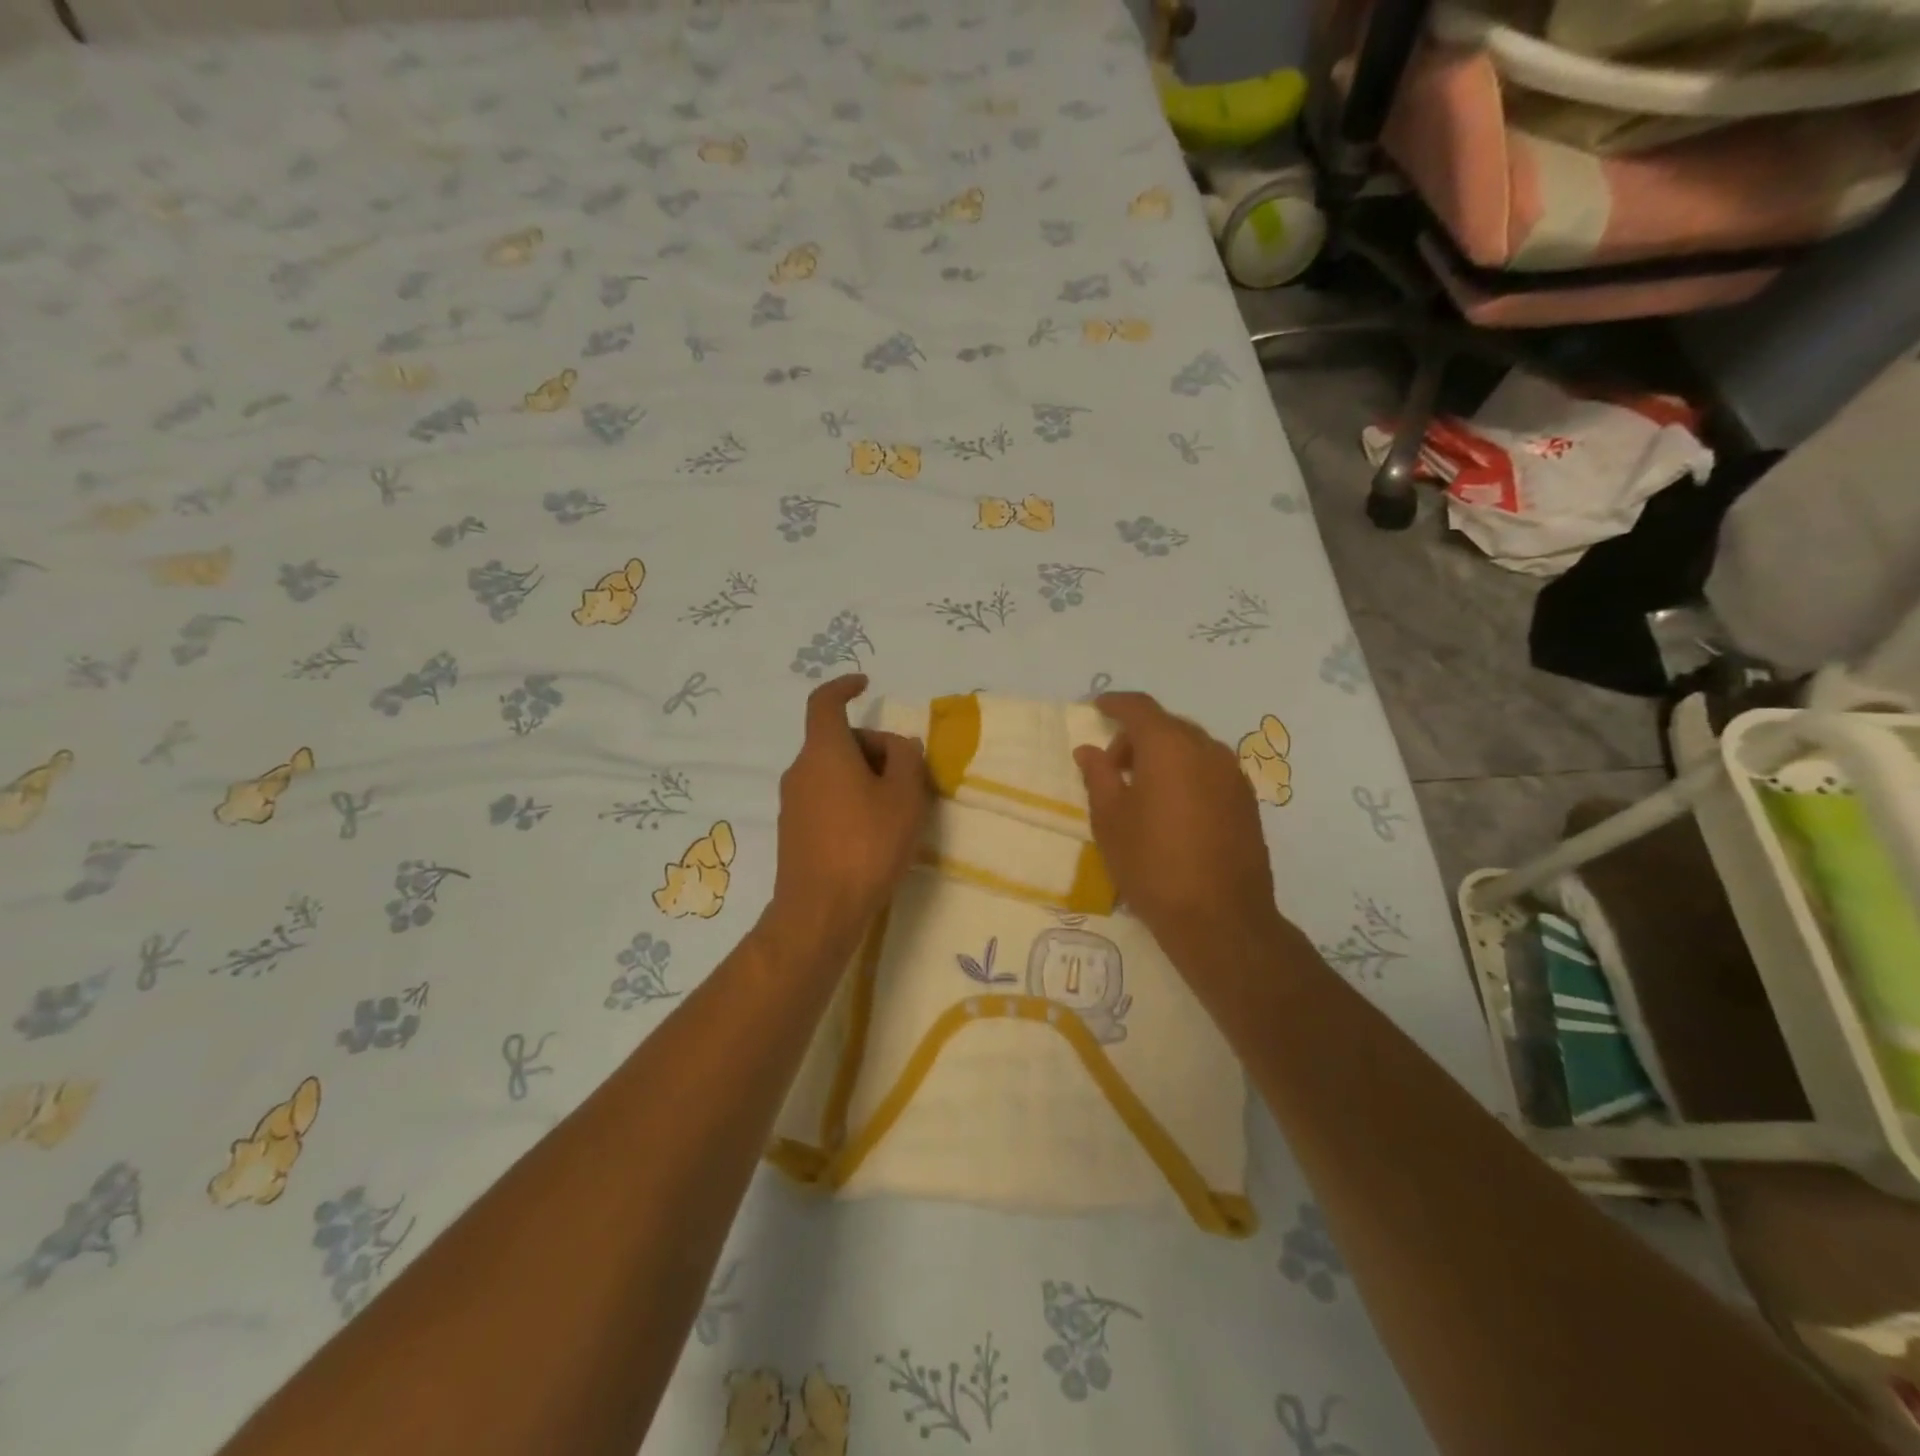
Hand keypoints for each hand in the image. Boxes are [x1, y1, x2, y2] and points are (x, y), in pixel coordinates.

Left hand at [765, 675, 929, 955]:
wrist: (820, 910)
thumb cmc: (867, 845)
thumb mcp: (905, 797)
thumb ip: (907, 759)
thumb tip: (898, 746)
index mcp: (824, 751)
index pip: (825, 702)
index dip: (844, 687)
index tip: (865, 685)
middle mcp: (800, 770)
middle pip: (837, 741)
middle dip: (873, 747)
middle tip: (908, 776)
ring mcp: (792, 802)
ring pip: (832, 772)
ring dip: (864, 777)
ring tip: (896, 810)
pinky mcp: (792, 830)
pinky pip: (824, 798)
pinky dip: (849, 799)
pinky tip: (872, 833)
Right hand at [1074, 692, 1281, 955]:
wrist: (1220, 918)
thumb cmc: (1152, 865)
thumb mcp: (1110, 820)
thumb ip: (1098, 776)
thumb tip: (1089, 750)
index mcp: (1169, 747)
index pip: (1139, 708)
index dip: (1115, 704)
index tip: (1096, 708)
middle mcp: (1207, 750)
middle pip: (1167, 726)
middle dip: (1137, 738)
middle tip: (1113, 769)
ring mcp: (1233, 775)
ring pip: (1191, 748)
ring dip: (1164, 756)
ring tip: (1143, 793)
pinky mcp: (1247, 801)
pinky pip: (1210, 771)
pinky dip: (1187, 774)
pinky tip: (1173, 810)